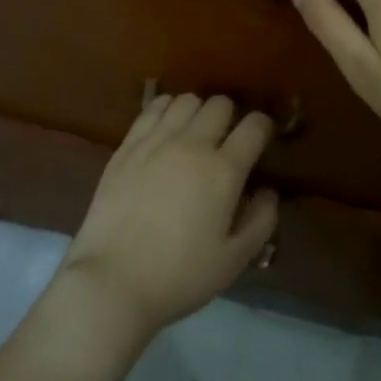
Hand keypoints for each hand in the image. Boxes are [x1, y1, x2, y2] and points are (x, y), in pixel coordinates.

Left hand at [60, 94, 279, 341]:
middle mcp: (192, 144)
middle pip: (220, 104)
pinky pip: (153, 108)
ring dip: (198, 111)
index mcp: (223, 171)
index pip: (254, 126)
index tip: (261, 140)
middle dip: (231, 117)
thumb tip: (268, 191)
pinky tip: (166, 129)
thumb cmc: (179, 276)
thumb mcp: (233, 260)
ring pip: (186, 100)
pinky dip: (166, 110)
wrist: (112, 281)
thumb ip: (260, 221)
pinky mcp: (127, 145)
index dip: (263, 127)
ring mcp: (155, 141)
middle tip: (226, 141)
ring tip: (194, 133)